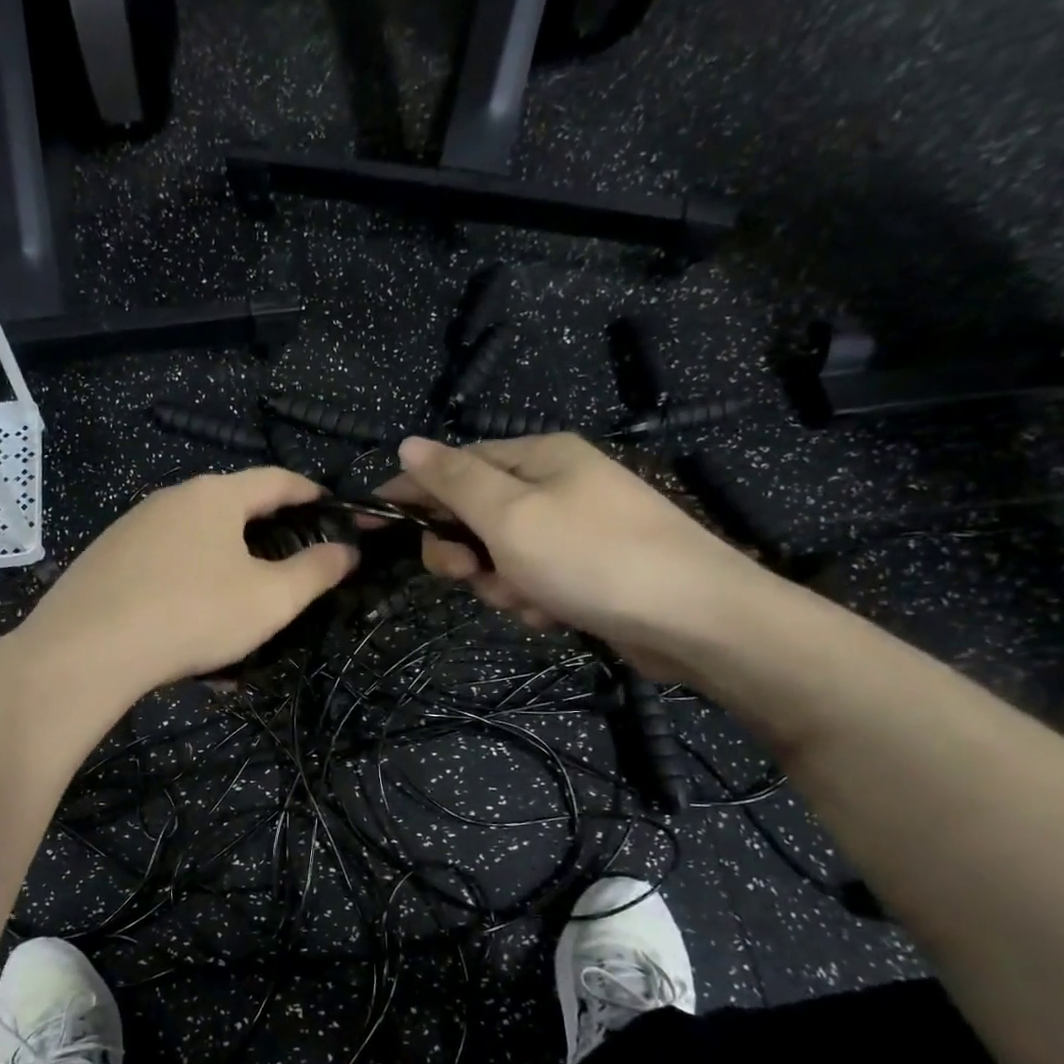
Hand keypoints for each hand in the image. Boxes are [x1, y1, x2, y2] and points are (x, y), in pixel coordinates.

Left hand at [15, 468, 357, 696]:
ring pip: (195, 542)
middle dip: (266, 534)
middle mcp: (171, 498)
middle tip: (289, 566)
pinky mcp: (105, 558)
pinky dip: (187, 587)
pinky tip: (188, 628)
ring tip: (238, 611)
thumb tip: (347, 550)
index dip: (310, 492)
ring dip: (224, 569)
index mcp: (215, 495)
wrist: (86, 649)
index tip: (332, 508)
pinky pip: (163, 566)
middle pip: (232, 508)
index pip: (276, 479)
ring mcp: (132, 527)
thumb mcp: (270, 599)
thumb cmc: (193, 614)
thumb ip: (315, 571)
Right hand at [380, 434, 774, 676]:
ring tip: (528, 600)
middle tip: (468, 573)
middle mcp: (554, 484)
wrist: (695, 620)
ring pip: (498, 554)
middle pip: (473, 514)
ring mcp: (573, 528)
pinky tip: (552, 614)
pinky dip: (530, 599)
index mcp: (537, 456)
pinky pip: (530, 579)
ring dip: (500, 582)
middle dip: (464, 550)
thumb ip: (453, 480)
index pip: (453, 465)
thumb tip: (407, 443)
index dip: (409, 492)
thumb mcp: (509, 514)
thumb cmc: (591, 558)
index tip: (369, 521)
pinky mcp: (586, 569)